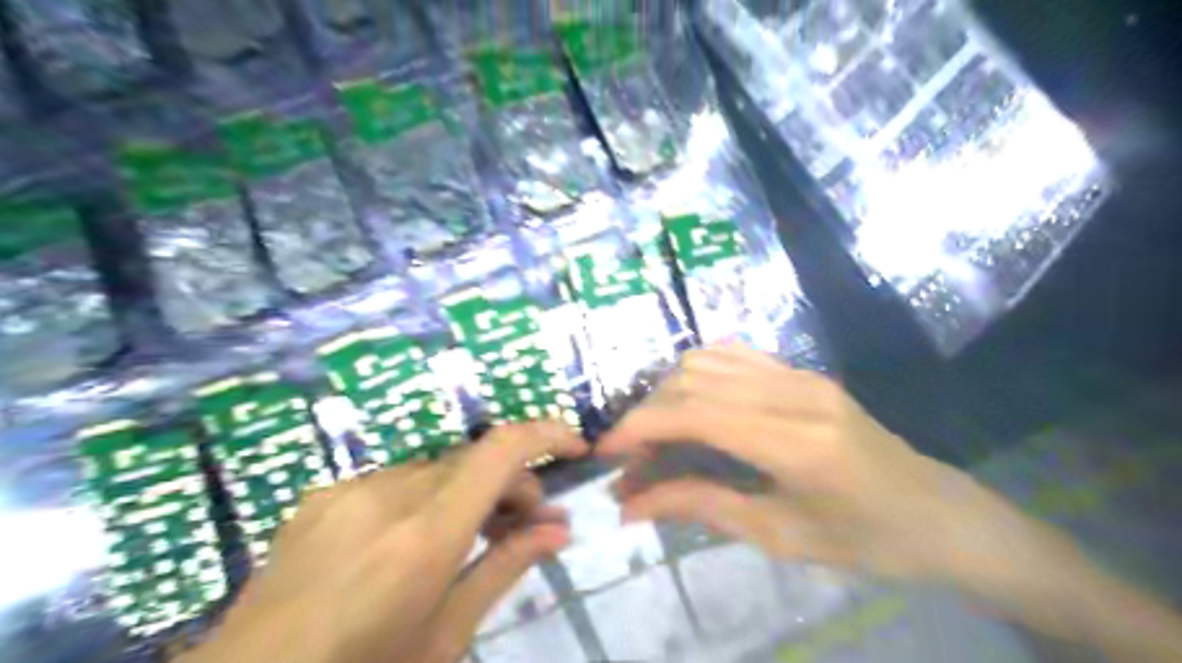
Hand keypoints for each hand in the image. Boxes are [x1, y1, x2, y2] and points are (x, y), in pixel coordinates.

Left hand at [178, 425, 584, 662]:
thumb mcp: (445, 637)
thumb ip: (504, 569)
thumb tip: (558, 530)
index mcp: (425, 537)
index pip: (500, 451)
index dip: (546, 435)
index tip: (574, 449)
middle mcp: (389, 495)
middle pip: (474, 458)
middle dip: (512, 480)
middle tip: (526, 522)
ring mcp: (350, 490)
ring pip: (437, 467)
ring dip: (468, 488)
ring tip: (471, 533)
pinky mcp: (323, 494)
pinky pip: (395, 480)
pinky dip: (425, 495)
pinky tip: (409, 540)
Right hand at [602, 345, 1180, 660]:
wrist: (938, 513)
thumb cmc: (865, 540)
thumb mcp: (778, 535)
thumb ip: (700, 506)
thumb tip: (631, 504)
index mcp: (794, 443)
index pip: (695, 412)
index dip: (640, 426)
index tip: (606, 452)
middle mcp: (794, 393)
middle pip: (694, 379)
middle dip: (647, 412)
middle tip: (630, 455)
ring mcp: (800, 374)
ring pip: (708, 359)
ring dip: (668, 390)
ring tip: (656, 432)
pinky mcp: (803, 371)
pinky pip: (733, 354)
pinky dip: (697, 374)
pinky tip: (690, 404)